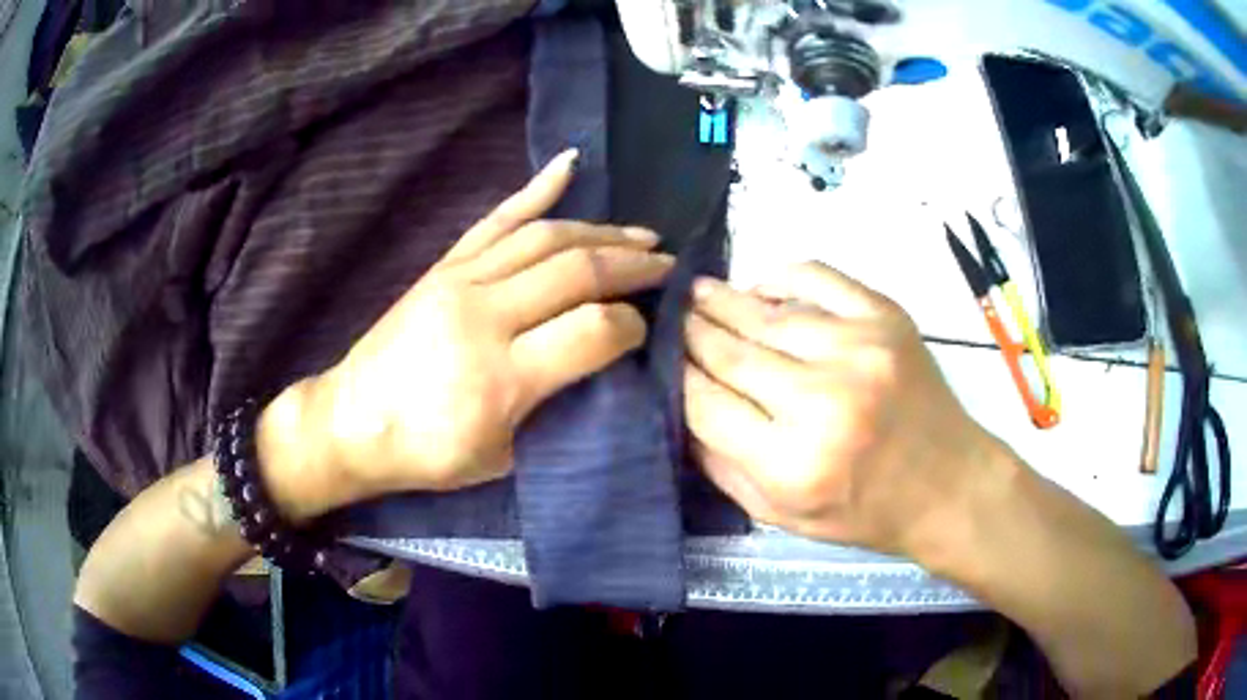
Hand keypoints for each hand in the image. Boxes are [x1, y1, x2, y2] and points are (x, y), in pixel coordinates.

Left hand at [261, 149, 673, 519]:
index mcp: (502, 377)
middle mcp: (483, 316)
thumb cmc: (428, 453)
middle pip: (576, 270)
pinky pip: (497, 218)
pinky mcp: (444, 266)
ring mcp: (460, 280)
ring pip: (545, 237)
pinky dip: (536, 189)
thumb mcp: (503, 457)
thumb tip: (605, 362)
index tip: (646, 332)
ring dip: (601, 230)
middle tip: (668, 266)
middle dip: (633, 265)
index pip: (594, 330)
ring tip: (641, 233)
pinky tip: (569, 164)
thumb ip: (556, 407)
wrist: (352, 422)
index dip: (633, 326)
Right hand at [683, 262, 1002, 558]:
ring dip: (725, 300)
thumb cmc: (864, 511)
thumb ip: (722, 467)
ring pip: (768, 313)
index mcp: (792, 462)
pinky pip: (819, 278)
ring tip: (699, 294)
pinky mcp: (886, 319)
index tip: (661, 360)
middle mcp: (822, 400)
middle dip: (691, 333)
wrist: (947, 484)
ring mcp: (859, 350)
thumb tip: (680, 407)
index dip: (676, 377)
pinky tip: (760, 283)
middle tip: (670, 318)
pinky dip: (782, 275)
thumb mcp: (781, 517)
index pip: (705, 402)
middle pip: (730, 351)